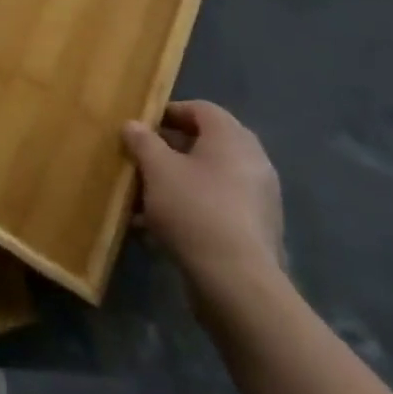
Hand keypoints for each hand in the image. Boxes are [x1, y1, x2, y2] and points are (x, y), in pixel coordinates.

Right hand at [123, 101, 283, 296]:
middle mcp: (253, 162)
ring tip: (145, 199)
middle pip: (206, 144)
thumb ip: (142, 141)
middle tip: (143, 160)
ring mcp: (259, 200)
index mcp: (232, 138)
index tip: (143, 127)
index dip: (169, 112)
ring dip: (178, 184)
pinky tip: (161, 230)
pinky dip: (192, 210)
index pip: (201, 109)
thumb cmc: (194, 209)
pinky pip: (218, 208)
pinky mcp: (257, 233)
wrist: (238, 284)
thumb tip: (133, 125)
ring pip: (210, 179)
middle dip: (171, 151)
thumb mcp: (156, 168)